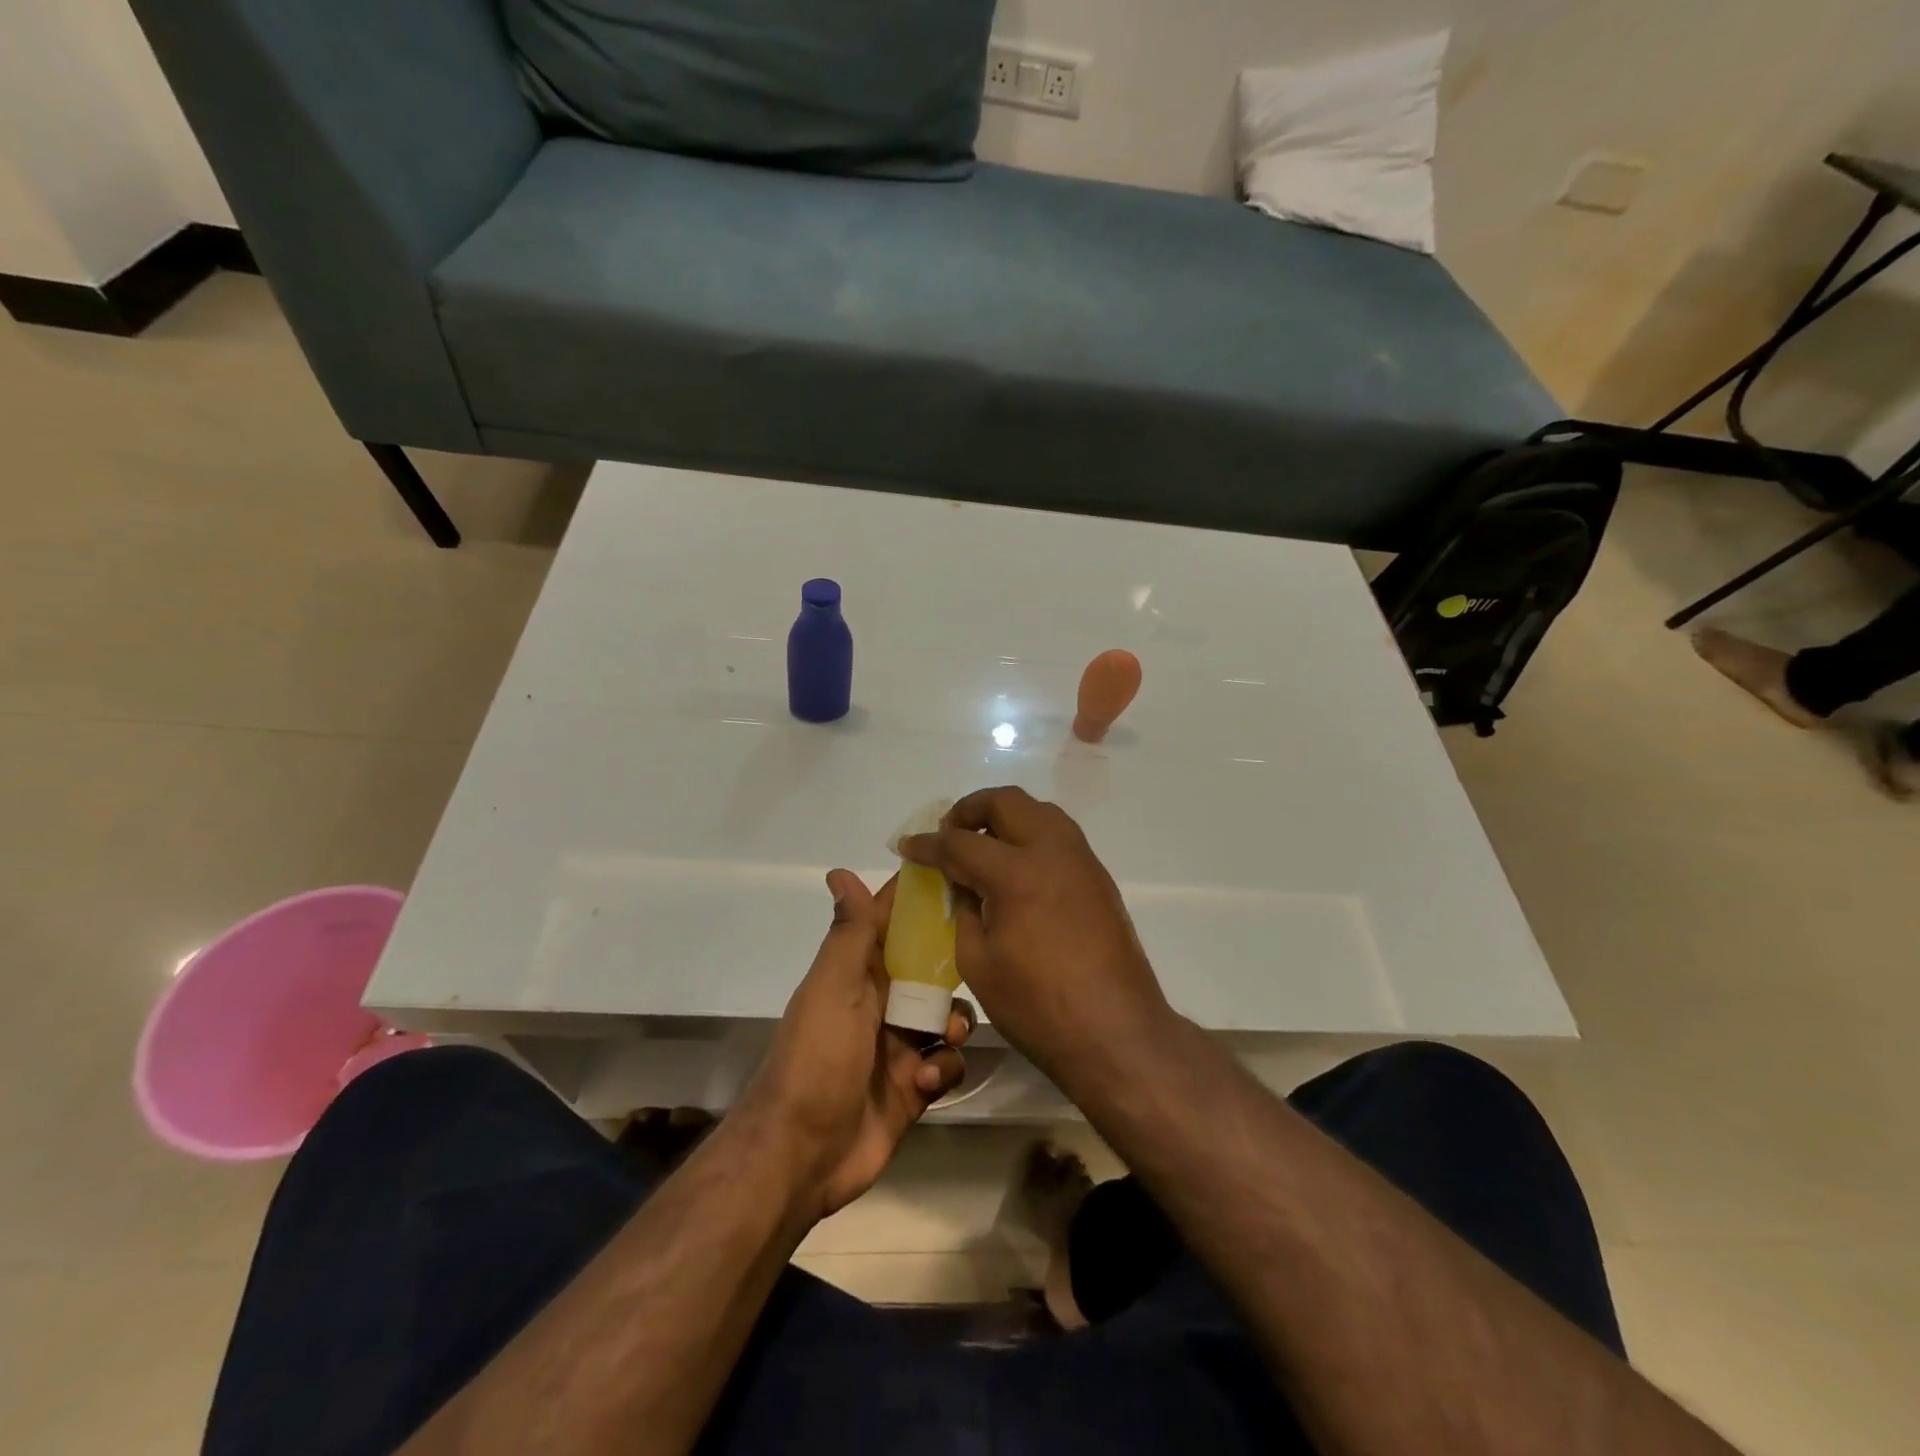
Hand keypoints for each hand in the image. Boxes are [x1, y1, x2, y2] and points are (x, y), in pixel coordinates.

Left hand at [742, 870, 973, 1220]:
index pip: (894, 922)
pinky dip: (945, 1067)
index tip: (963, 877)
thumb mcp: (833, 986)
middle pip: (931, 968)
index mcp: (859, 971)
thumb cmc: (818, 1056)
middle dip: (954, 968)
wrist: (802, 1153)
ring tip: (944, 1038)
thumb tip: (839, 870)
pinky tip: (926, 1080)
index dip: (923, 899)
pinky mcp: (914, 1085)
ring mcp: (899, 1045)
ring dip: (954, 1023)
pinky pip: (947, 1062)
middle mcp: (881, 1001)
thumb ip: (849, 932)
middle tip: (977, 966)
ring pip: (946, 1015)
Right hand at [899, 787, 1171, 1084]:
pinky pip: (1058, 834)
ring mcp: (1081, 860)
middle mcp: (1052, 851)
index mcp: (1016, 873)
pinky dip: (1030, 835)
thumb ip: (963, 910)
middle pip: (1005, 802)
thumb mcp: (978, 962)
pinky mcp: (1098, 876)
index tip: (908, 847)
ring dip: (1004, 817)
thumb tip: (962, 884)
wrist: (1115, 1032)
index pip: (960, 843)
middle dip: (969, 810)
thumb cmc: (1038, 1006)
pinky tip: (1016, 868)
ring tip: (982, 846)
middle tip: (949, 835)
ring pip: (1038, 810)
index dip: (928, 845)